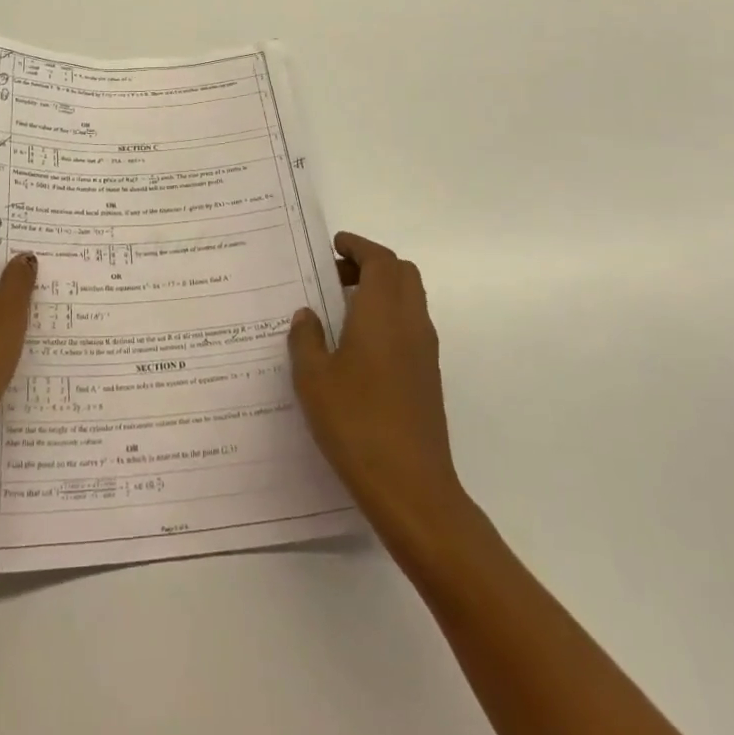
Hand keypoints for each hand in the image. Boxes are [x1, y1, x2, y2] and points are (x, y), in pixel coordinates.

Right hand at [288, 232, 465, 541]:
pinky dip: (387, 316)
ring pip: (409, 299)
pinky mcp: (428, 377)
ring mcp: (425, 351)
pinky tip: (357, 345)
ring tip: (341, 307)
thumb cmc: (357, 424)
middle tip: (335, 275)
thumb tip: (307, 315)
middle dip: (371, 264)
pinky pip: (410, 325)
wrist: (412, 489)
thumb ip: (306, 339)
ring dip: (380, 290)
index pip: (380, 260)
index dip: (358, 246)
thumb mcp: (313, 379)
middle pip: (401, 273)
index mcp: (383, 313)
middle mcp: (410, 323)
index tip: (333, 245)